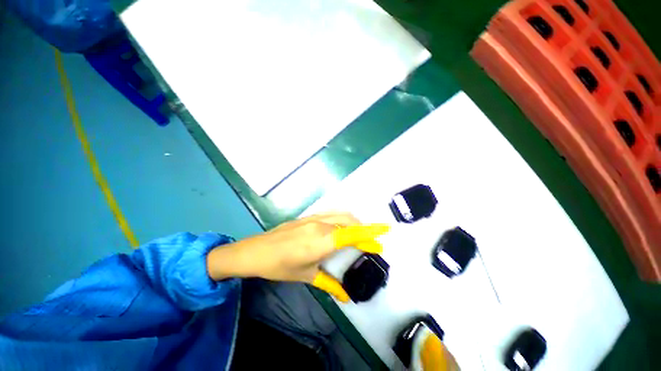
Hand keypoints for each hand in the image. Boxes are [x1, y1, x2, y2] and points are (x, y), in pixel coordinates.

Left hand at [206, 213, 388, 301]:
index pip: (352, 233)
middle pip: (350, 221)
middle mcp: (320, 225)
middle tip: (371, 244)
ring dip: (354, 223)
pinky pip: (332, 214)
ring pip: (341, 215)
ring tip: (359, 235)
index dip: (370, 231)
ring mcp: (314, 218)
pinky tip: (342, 228)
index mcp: (321, 241)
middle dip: (364, 230)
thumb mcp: (307, 276)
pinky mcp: (308, 216)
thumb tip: (346, 297)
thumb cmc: (280, 266)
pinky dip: (343, 219)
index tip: (385, 231)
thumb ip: (329, 284)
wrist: (255, 251)